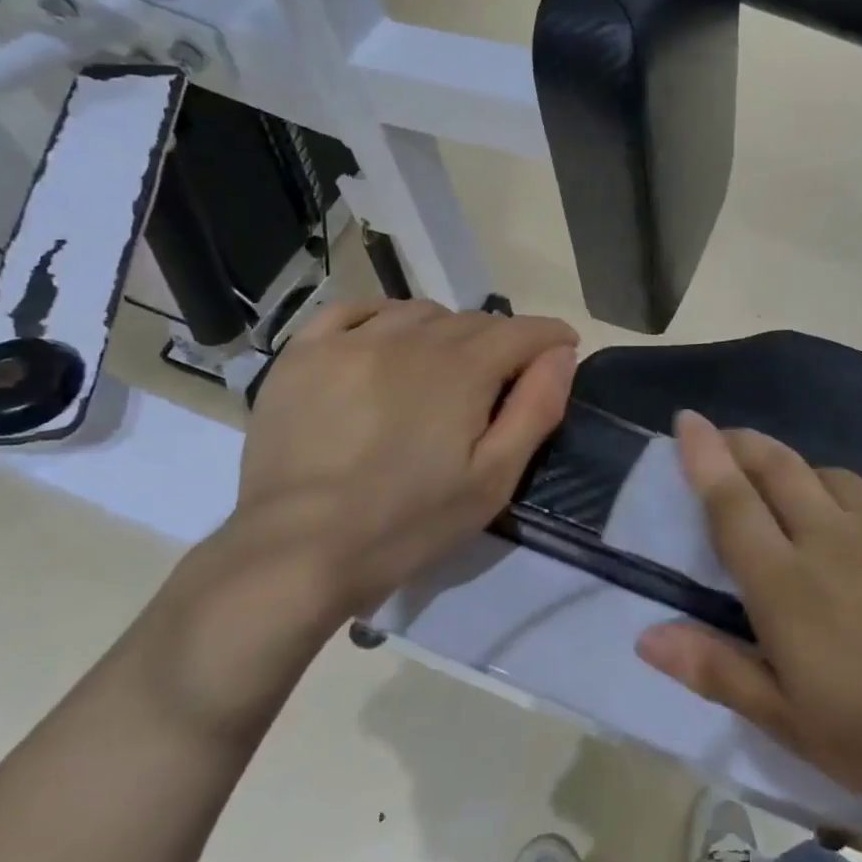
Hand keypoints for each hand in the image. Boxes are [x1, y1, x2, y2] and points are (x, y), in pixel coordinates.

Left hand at [231, 298, 577, 618]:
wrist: (297, 551)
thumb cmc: (408, 523)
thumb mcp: (493, 479)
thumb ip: (535, 408)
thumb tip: (561, 353)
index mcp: (461, 370)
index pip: (522, 331)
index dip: (551, 337)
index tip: (564, 348)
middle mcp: (409, 339)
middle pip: (473, 320)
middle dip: (501, 341)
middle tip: (502, 379)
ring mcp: (350, 341)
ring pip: (418, 312)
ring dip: (445, 331)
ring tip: (443, 368)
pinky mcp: (303, 354)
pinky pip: (354, 310)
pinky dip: (383, 318)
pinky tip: (385, 343)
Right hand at [635, 412, 861, 836]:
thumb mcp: (792, 724)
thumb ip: (718, 670)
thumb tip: (646, 635)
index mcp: (790, 587)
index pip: (732, 503)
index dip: (704, 456)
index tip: (686, 420)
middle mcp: (834, 538)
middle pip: (778, 466)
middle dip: (743, 443)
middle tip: (725, 438)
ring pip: (829, 475)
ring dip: (798, 474)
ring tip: (792, 499)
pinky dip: (852, 502)